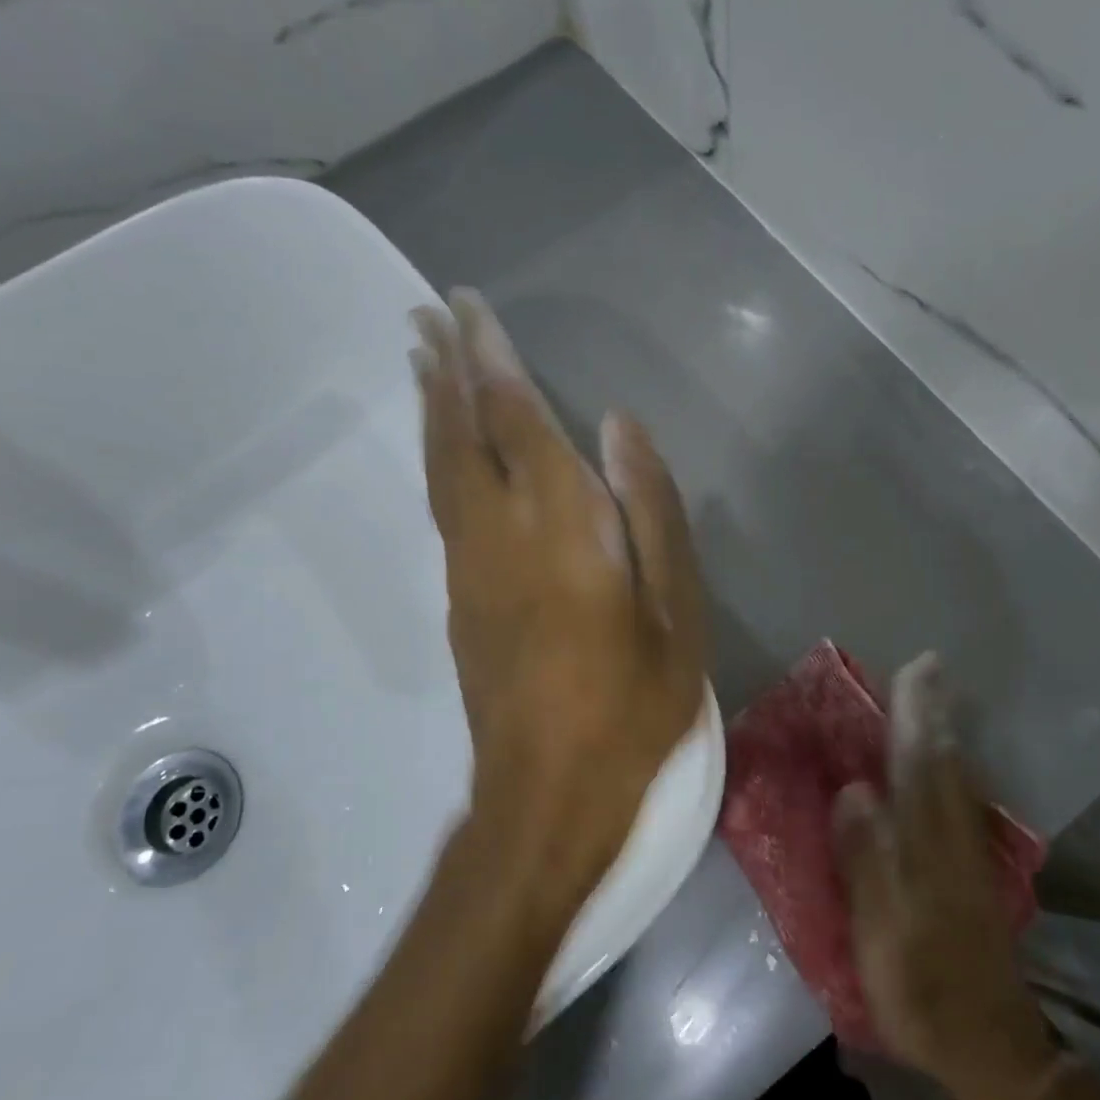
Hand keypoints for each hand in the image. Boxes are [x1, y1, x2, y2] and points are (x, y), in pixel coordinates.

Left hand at [413, 289, 708, 907]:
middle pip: (459, 432)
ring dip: (433, 410)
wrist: (548, 792)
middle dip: (445, 369)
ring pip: (440, 469)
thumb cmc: (631, 705)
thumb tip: (618, 427)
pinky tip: (448, 454)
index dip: (491, 358)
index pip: (514, 417)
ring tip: (424, 362)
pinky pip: (444, 509)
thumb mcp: (676, 612)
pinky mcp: (459, 603)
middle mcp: (498, 533)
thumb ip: (651, 512)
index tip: (468, 307)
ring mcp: (468, 569)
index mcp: (560, 525)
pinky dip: (439, 461)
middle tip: (426, 315)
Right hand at [834, 655, 1055, 1099]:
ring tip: (931, 703)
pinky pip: (956, 801)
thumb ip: (867, 858)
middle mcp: (953, 837)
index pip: (919, 763)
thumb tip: (854, 790)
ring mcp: (967, 855)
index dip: (916, 714)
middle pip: (944, 761)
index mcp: (927, 844)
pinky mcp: (972, 875)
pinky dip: (947, 770)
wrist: (989, 1044)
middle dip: (934, 712)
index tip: (916, 667)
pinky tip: (940, 769)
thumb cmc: (923, 987)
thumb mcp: (881, 930)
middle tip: (926, 670)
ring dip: (943, 735)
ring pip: (955, 779)